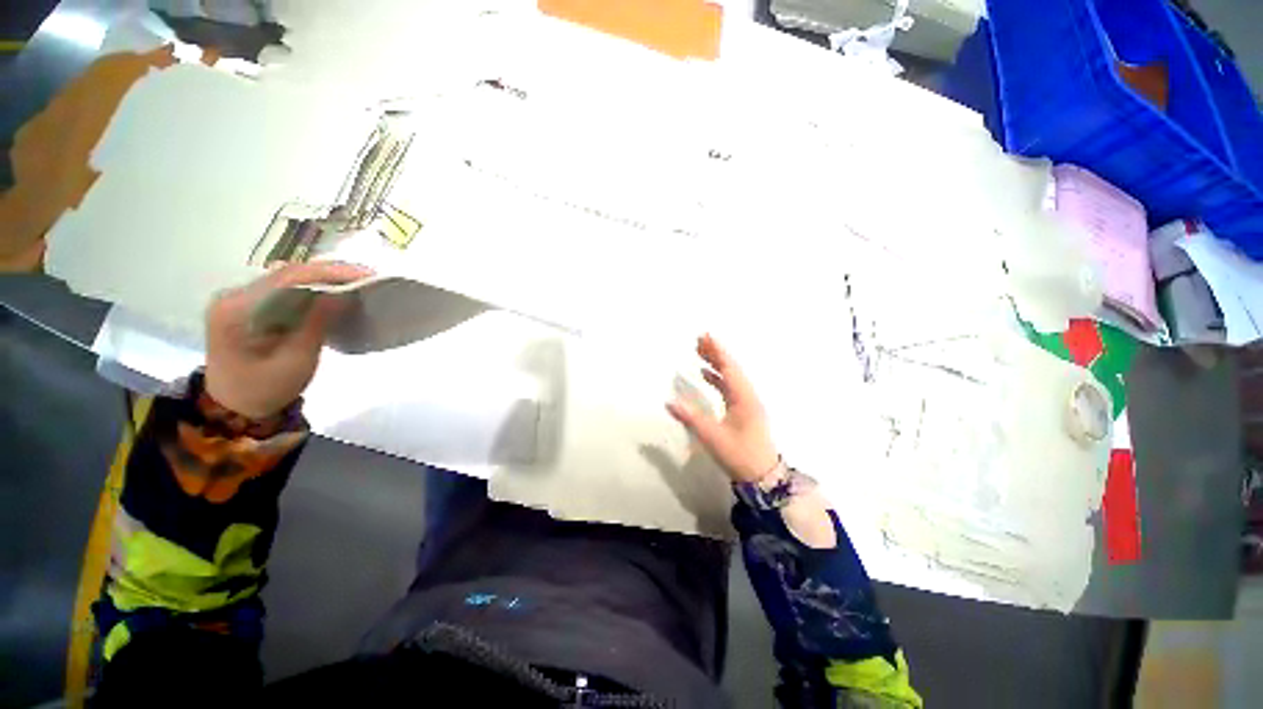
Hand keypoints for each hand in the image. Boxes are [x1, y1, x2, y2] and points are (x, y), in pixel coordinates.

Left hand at [204, 261, 372, 418]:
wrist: (235, 407)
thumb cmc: (265, 389)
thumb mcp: (296, 360)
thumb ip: (317, 323)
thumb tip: (343, 293)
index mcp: (237, 309)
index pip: (287, 279)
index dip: (328, 273)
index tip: (364, 275)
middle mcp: (234, 295)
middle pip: (287, 273)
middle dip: (329, 272)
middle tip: (367, 277)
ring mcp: (240, 298)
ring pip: (287, 278)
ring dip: (323, 277)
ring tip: (357, 281)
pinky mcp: (250, 304)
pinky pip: (285, 288)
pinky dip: (312, 287)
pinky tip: (334, 290)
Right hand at [667, 334, 779, 483]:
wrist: (762, 476)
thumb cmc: (739, 454)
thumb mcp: (712, 437)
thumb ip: (690, 418)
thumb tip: (669, 402)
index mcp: (743, 398)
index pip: (729, 368)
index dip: (718, 351)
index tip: (706, 336)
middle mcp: (747, 396)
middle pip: (731, 368)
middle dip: (716, 353)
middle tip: (699, 340)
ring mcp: (747, 403)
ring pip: (730, 377)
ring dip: (716, 364)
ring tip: (700, 352)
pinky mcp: (743, 410)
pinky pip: (729, 387)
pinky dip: (718, 378)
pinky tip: (706, 375)